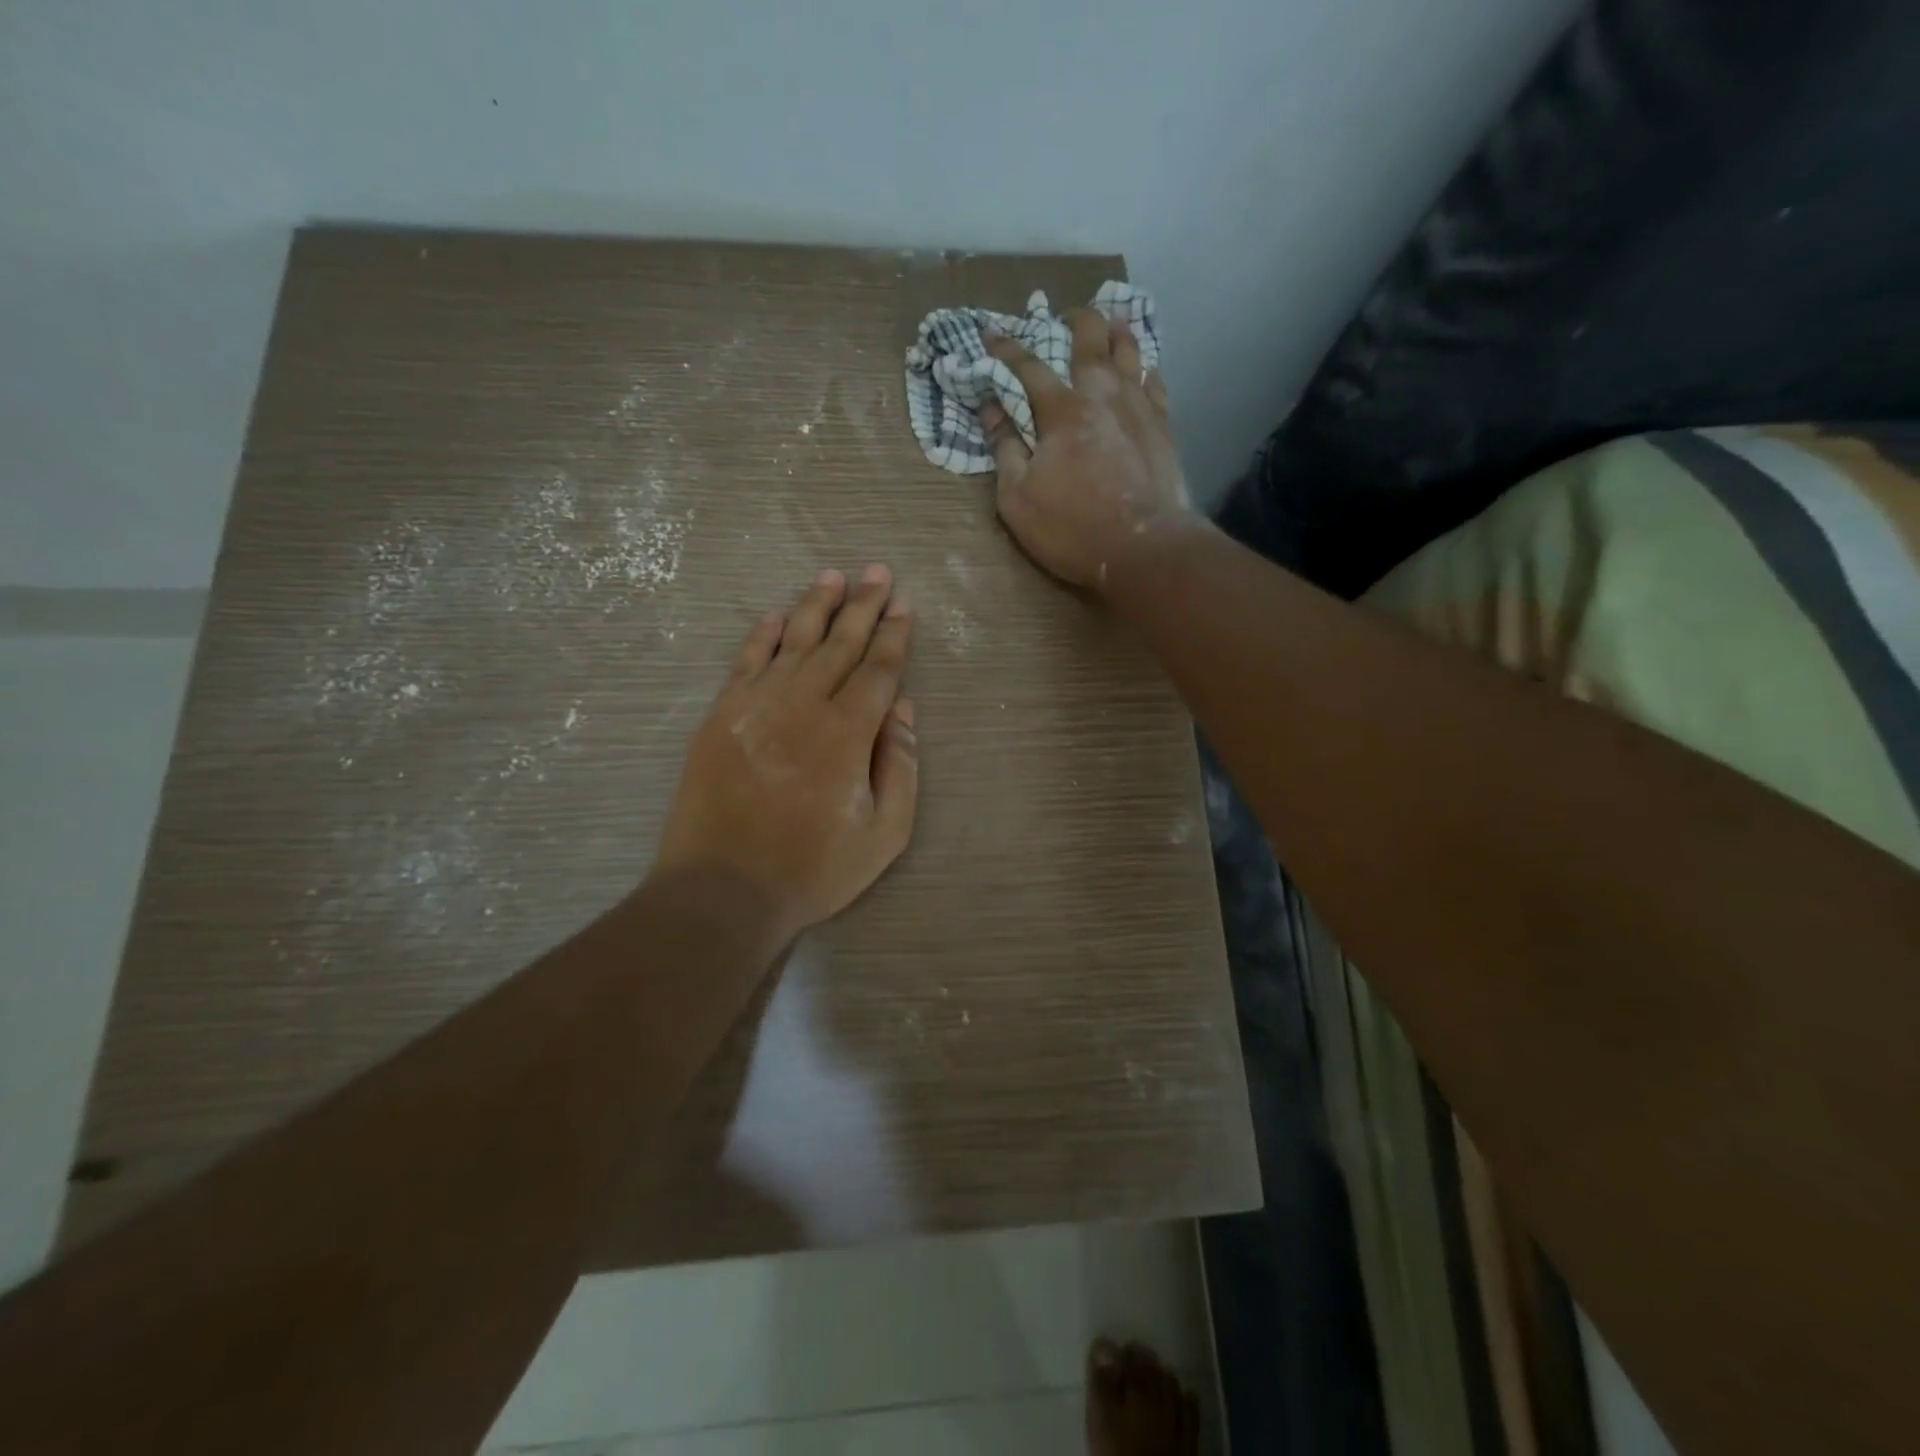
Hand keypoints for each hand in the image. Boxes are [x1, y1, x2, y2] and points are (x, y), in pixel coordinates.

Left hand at [654, 565, 918, 943]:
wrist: (723, 888)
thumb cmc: (814, 868)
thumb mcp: (884, 833)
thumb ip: (900, 766)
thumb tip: (904, 709)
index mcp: (848, 733)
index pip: (878, 669)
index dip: (894, 635)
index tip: (904, 605)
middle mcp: (804, 704)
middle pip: (839, 643)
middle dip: (863, 606)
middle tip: (878, 571)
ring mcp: (757, 705)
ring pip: (793, 641)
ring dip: (815, 606)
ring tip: (833, 576)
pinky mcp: (721, 715)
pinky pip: (745, 662)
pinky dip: (762, 635)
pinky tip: (775, 616)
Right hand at [981, 309, 1193, 592]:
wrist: (1142, 548)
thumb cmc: (1071, 528)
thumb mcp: (1017, 499)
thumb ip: (1004, 449)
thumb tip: (990, 408)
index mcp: (1061, 411)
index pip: (1028, 367)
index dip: (1006, 349)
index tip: (991, 332)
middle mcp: (1102, 395)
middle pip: (1089, 340)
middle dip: (1074, 321)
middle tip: (1065, 316)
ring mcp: (1138, 407)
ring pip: (1129, 352)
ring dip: (1116, 332)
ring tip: (1111, 321)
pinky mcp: (1163, 427)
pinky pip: (1155, 383)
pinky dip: (1146, 368)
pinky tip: (1144, 368)